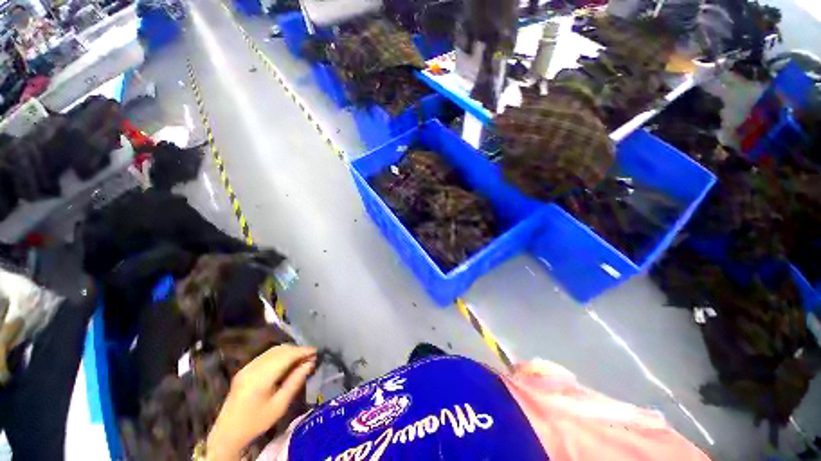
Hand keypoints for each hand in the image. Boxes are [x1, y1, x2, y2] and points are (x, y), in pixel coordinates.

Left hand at [207, 345, 316, 460]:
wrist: (228, 433)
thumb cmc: (257, 422)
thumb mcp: (280, 405)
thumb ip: (295, 382)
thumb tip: (310, 363)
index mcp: (261, 377)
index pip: (286, 356)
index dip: (303, 351)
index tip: (316, 352)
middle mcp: (253, 367)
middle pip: (280, 350)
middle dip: (298, 350)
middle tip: (311, 357)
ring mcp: (247, 367)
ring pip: (274, 351)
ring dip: (289, 351)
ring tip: (301, 359)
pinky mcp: (245, 369)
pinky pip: (266, 355)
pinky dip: (280, 355)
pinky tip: (287, 362)